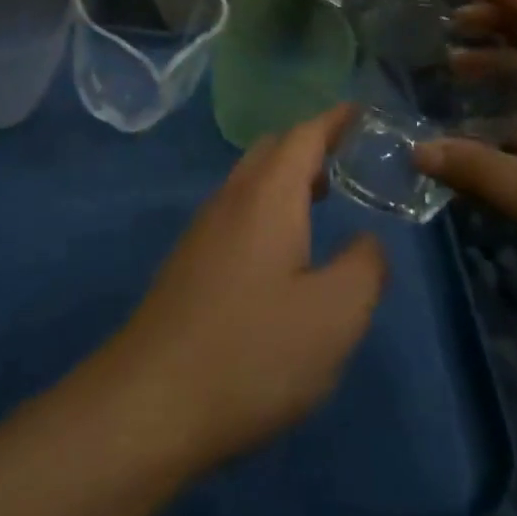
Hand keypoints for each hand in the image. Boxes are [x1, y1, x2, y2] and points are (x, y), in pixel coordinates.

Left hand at [105, 106, 387, 472]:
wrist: (149, 403)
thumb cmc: (252, 352)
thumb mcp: (335, 316)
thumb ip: (365, 268)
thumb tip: (367, 243)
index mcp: (268, 196)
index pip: (304, 135)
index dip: (334, 119)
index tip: (362, 111)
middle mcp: (231, 200)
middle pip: (271, 150)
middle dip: (310, 144)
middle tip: (348, 157)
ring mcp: (203, 231)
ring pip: (250, 182)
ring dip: (287, 178)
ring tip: (323, 198)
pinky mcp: (189, 264)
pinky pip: (236, 212)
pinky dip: (267, 209)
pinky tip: (282, 252)